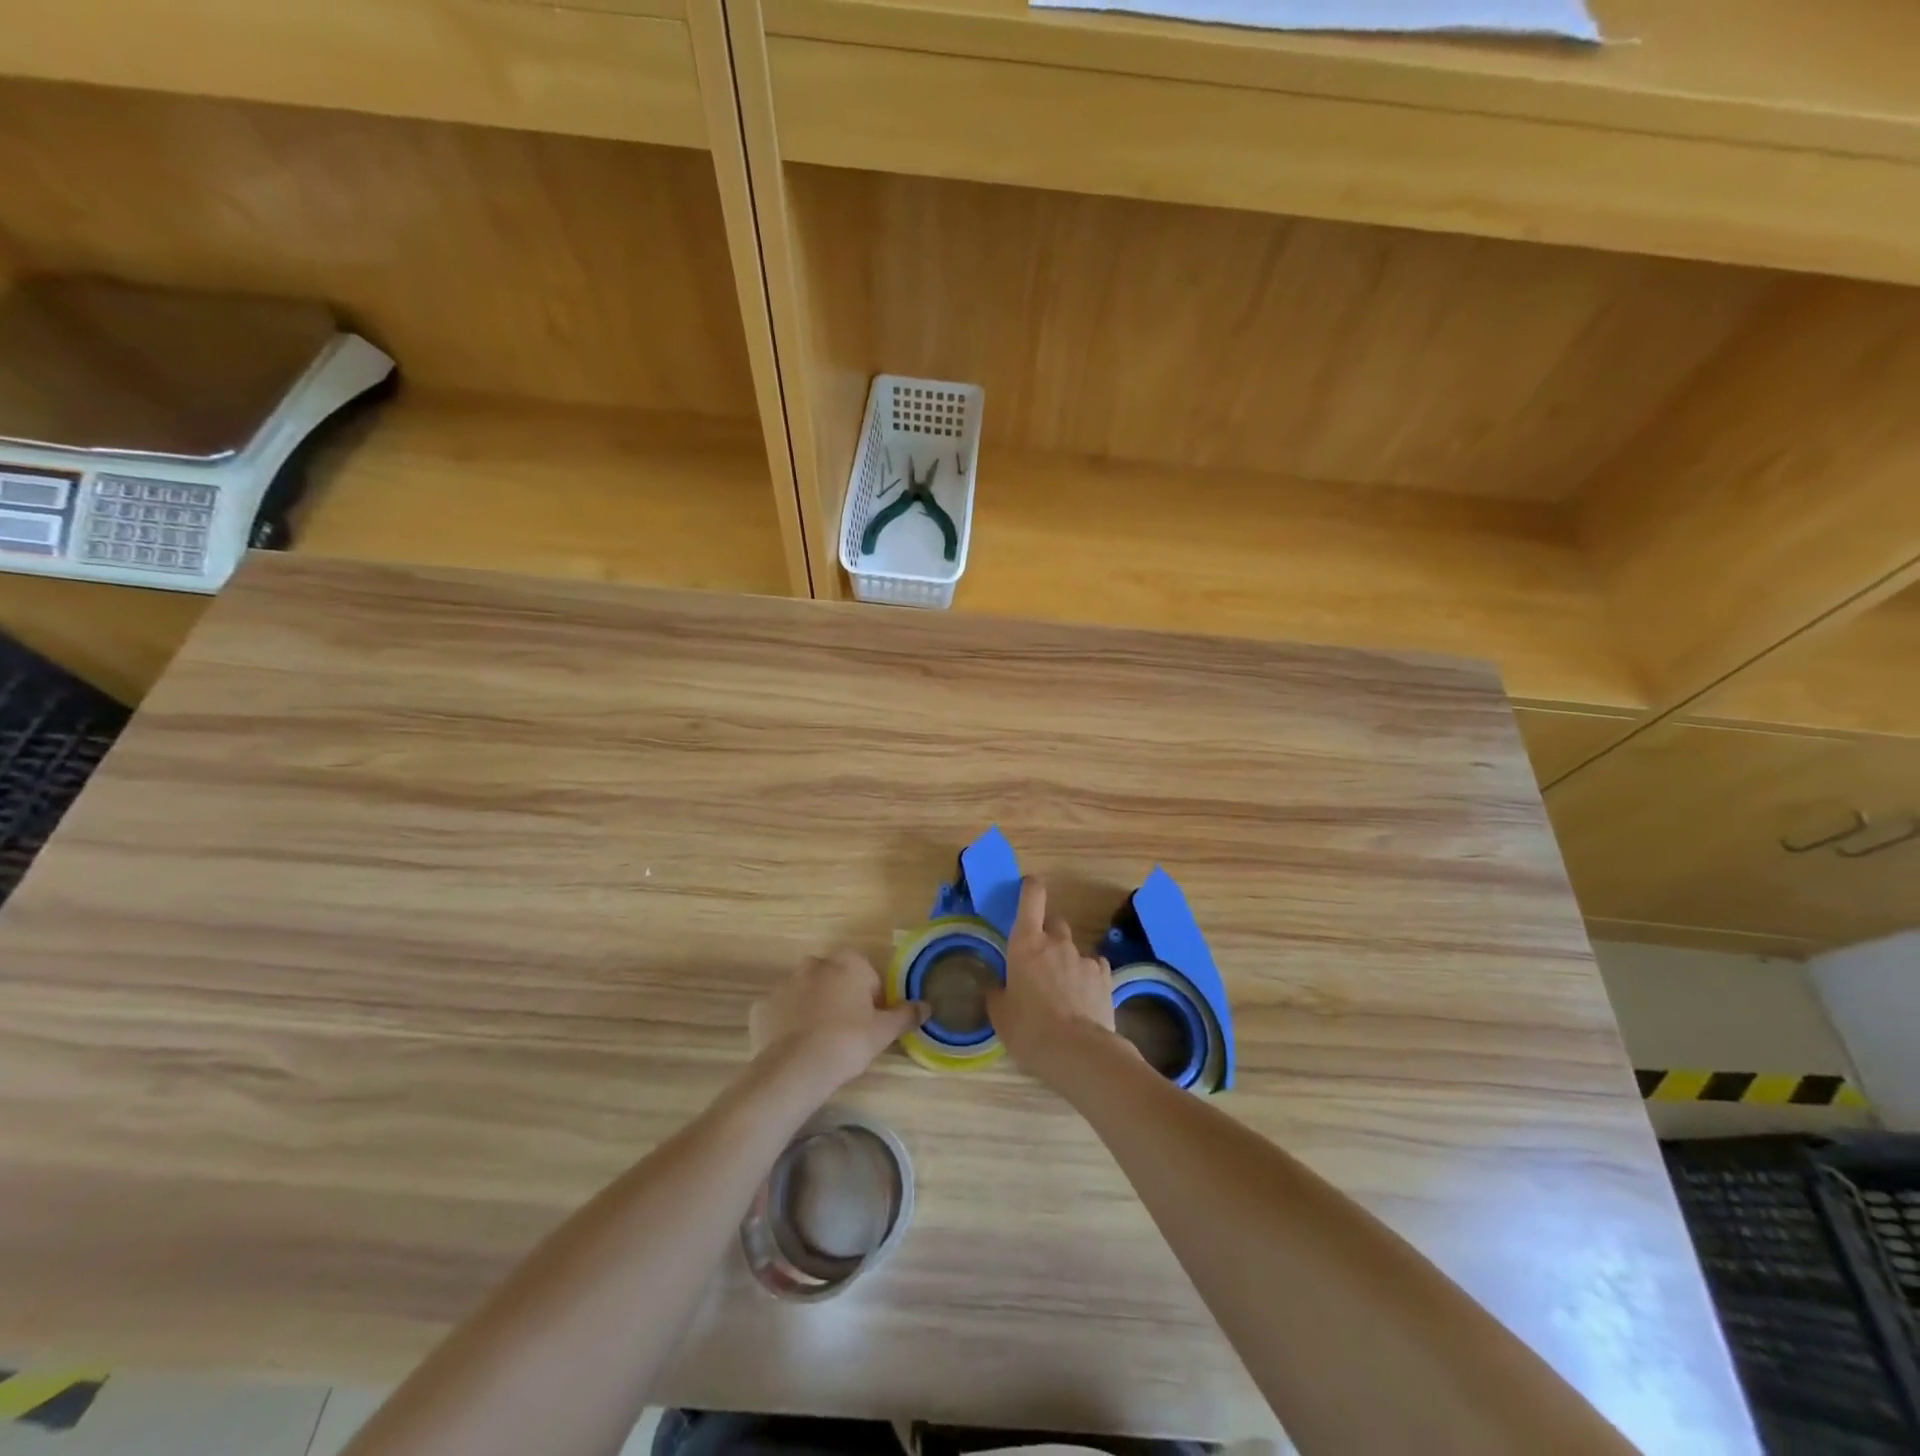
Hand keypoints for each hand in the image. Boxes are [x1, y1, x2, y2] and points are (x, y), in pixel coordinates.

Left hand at [750, 950, 926, 1093]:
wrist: (795, 1069)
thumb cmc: (847, 1043)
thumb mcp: (884, 1031)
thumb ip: (906, 1015)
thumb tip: (927, 1006)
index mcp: (847, 963)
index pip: (866, 975)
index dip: (871, 999)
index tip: (870, 1023)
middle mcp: (814, 965)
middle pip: (834, 979)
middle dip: (840, 998)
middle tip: (846, 1033)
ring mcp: (783, 984)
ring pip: (805, 993)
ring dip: (812, 1008)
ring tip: (819, 1043)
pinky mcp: (761, 1007)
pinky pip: (780, 1012)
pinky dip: (786, 1024)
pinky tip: (794, 1047)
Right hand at [987, 877, 1130, 1082]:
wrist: (1077, 1052)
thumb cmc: (1028, 1029)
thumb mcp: (1001, 1015)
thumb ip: (997, 994)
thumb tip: (996, 988)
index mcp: (1025, 943)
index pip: (1031, 898)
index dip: (1031, 888)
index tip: (1029, 887)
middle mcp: (1056, 942)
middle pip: (1054, 922)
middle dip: (1047, 934)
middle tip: (1040, 959)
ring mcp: (1083, 957)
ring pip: (1073, 948)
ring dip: (1066, 960)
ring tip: (1062, 990)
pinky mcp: (1105, 976)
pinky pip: (1093, 966)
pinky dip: (1087, 975)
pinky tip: (1083, 997)